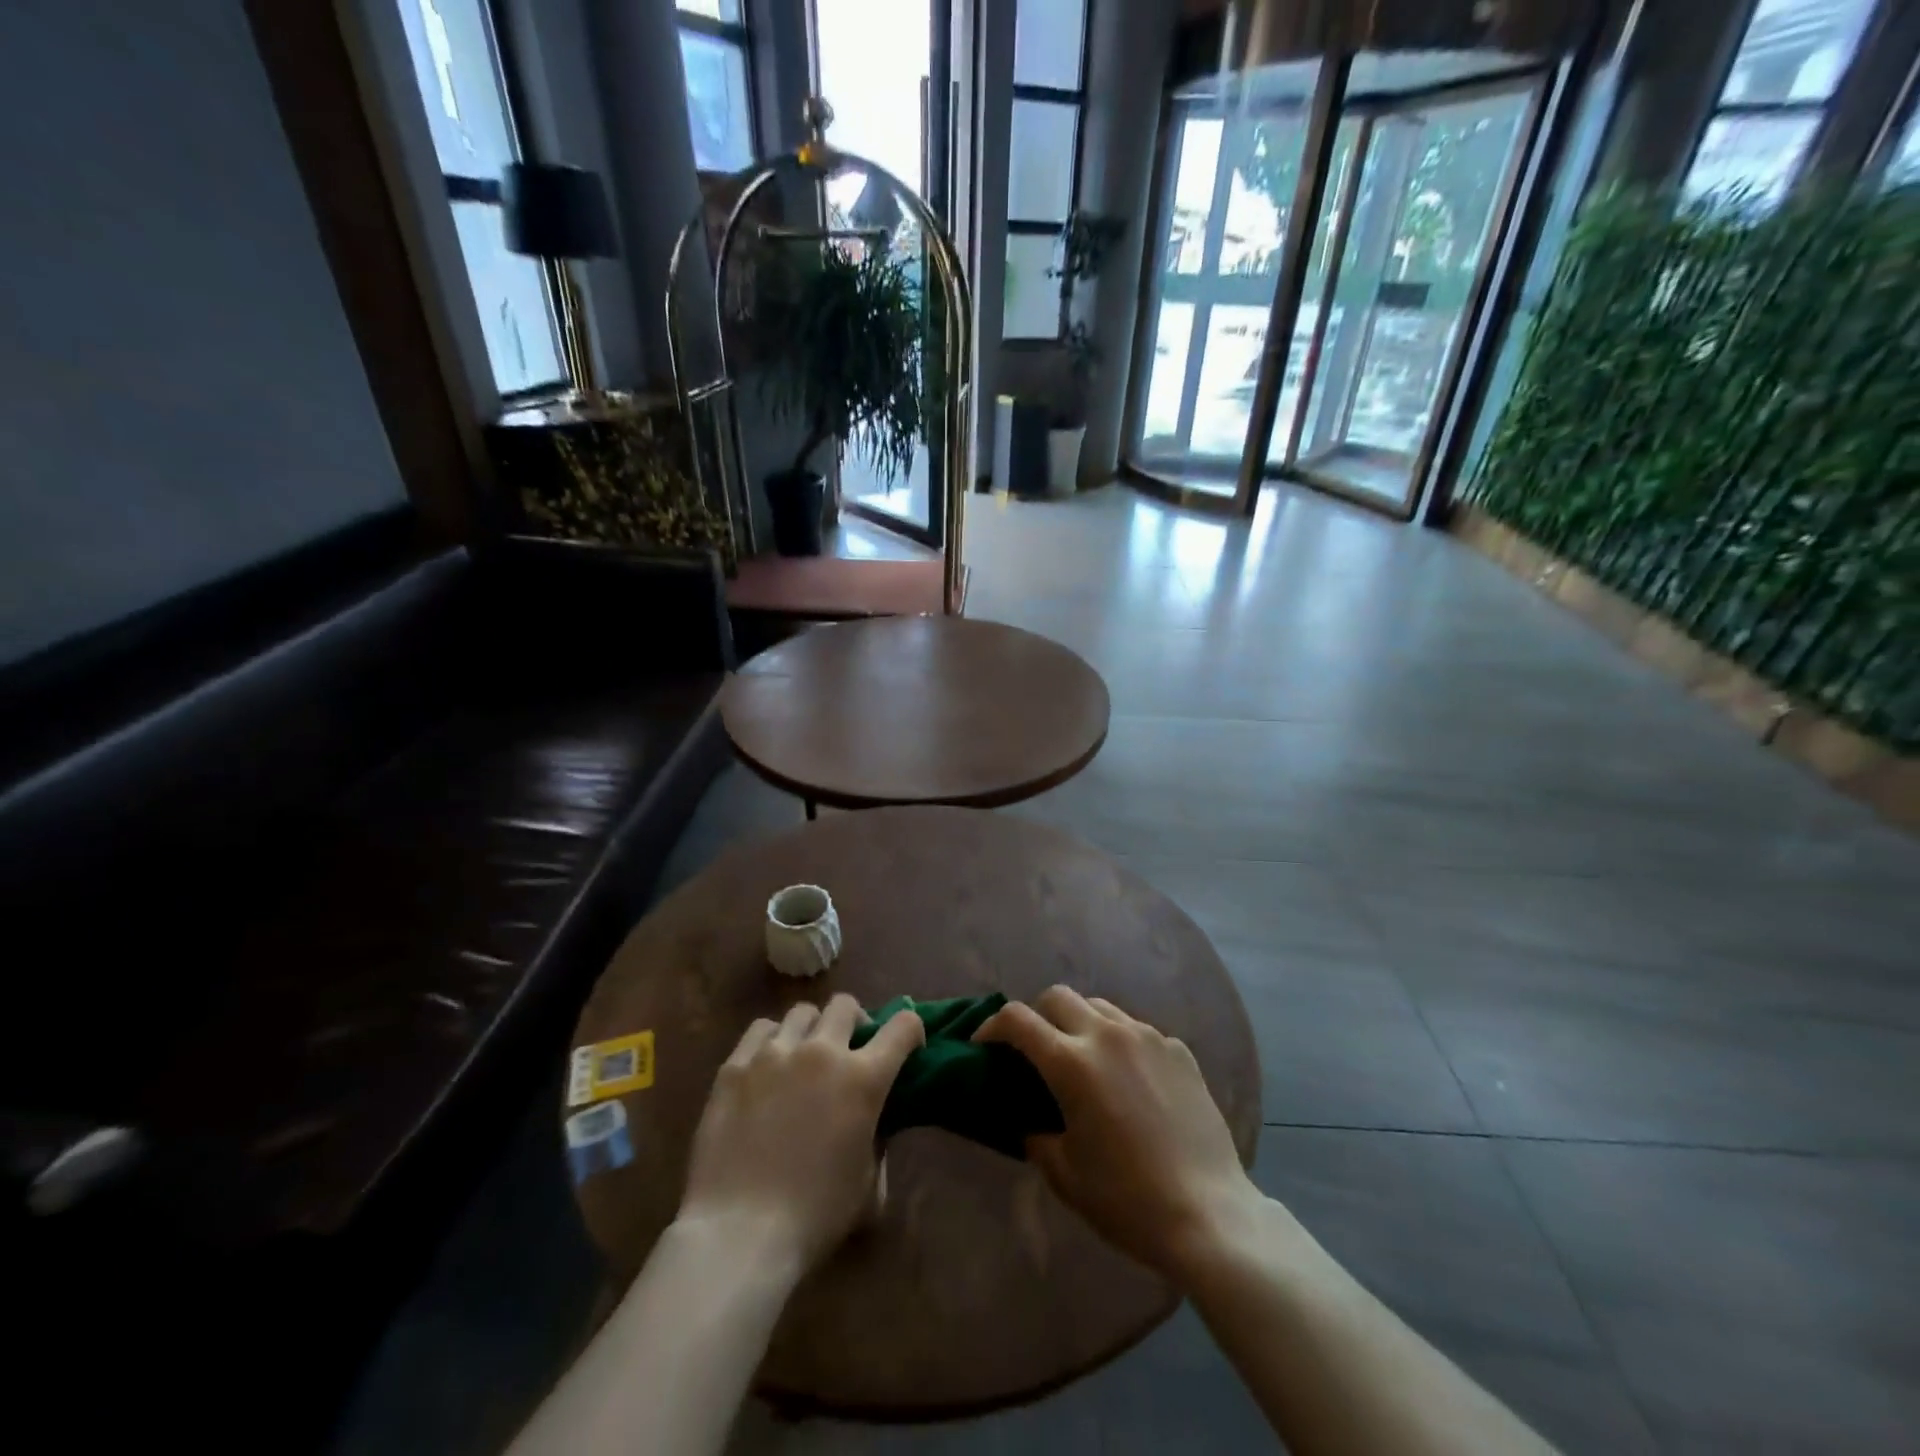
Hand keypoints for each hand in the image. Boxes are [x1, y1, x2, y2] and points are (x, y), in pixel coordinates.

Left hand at [676, 994, 924, 1277]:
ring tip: (804, 1056)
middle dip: (855, 1022)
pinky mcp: (735, 1065)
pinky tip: (767, 1066)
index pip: (903, 1026)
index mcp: (863, 1078)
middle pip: (846, 1005)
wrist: (740, 1233)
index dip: (912, 1030)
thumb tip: (875, 1124)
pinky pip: (760, 1029)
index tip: (908, 1047)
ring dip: (812, 1029)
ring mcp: (774, 1053)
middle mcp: (822, 1051)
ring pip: (802, 1012)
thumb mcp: (868, 1184)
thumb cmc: (815, 1216)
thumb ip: (878, 1141)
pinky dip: (772, 1041)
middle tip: (849, 1051)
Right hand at [975, 986, 1259, 1277]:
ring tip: (1082, 1060)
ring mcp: (1147, 1037)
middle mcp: (1107, 1035)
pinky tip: (1128, 1080)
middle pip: (1057, 996)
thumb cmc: (1127, 1200)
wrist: (1209, 1214)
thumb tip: (1027, 1116)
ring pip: (1099, 1006)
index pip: (1017, 1019)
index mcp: (1071, 1063)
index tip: (984, 1045)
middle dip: (1037, 1016)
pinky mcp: (1178, 1050)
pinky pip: (1136, 1030)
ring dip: (1078, 1023)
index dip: (991, 1027)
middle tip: (1034, 1051)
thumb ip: (1035, 1133)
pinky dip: (1119, 1042)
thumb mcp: (1063, 1173)